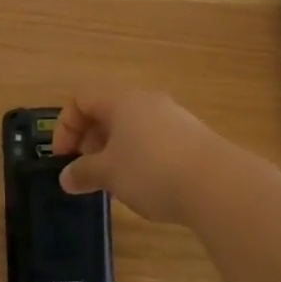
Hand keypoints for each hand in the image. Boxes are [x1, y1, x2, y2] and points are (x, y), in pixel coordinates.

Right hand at [52, 89, 230, 223]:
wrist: (216, 183)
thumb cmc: (151, 170)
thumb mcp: (109, 173)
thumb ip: (83, 172)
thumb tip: (66, 177)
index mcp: (120, 98)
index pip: (81, 97)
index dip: (66, 126)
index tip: (64, 159)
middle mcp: (144, 98)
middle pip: (106, 108)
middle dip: (89, 138)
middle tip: (86, 170)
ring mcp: (170, 114)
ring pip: (130, 124)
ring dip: (113, 148)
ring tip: (113, 180)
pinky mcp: (189, 134)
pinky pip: (151, 136)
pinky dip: (137, 154)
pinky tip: (143, 183)